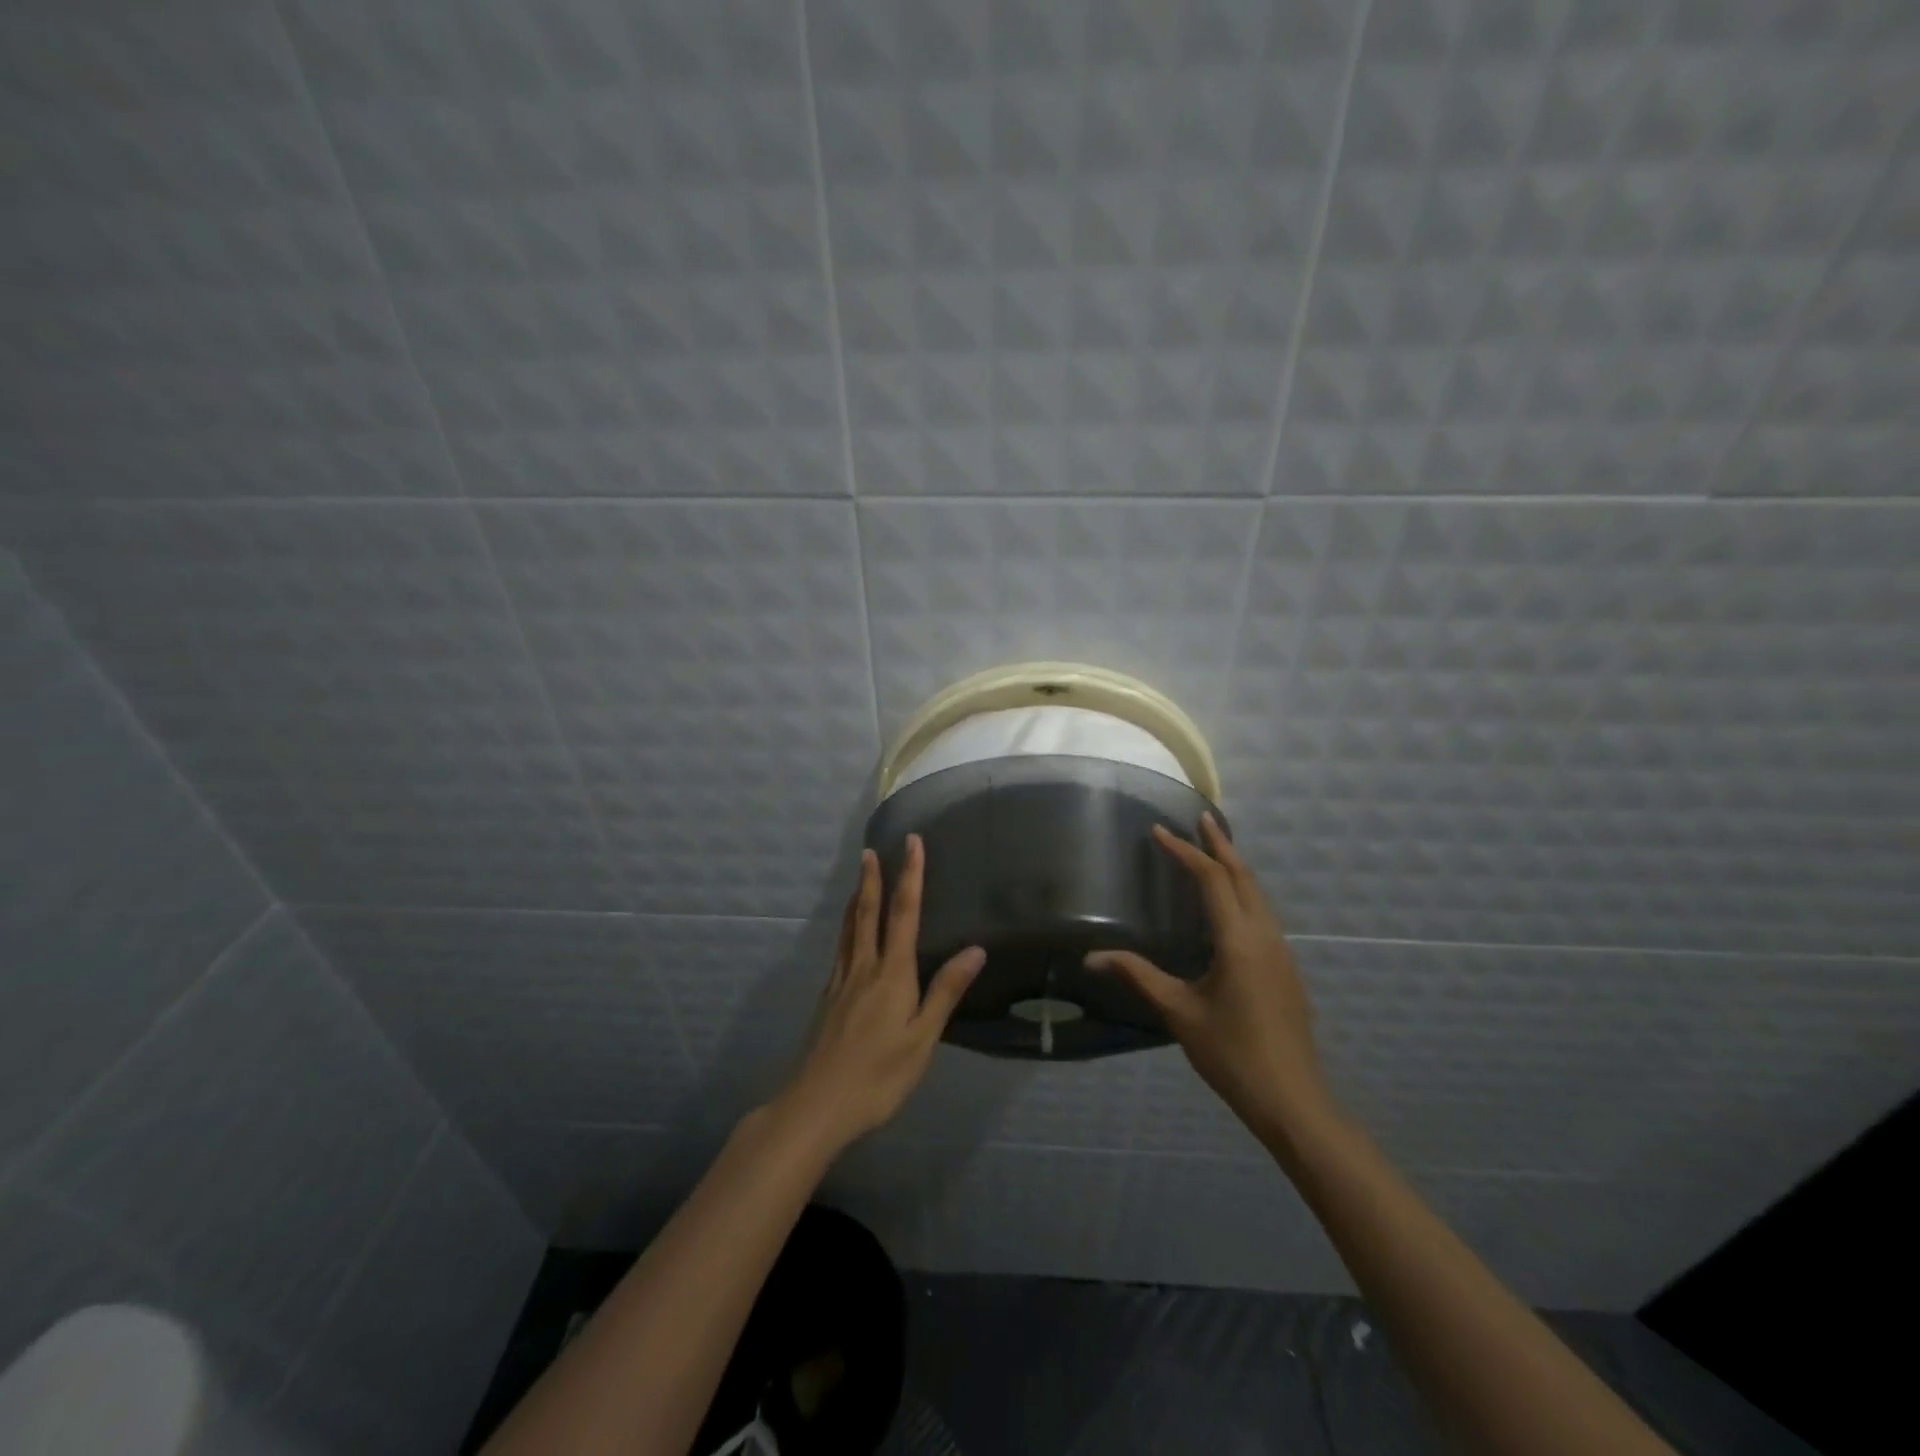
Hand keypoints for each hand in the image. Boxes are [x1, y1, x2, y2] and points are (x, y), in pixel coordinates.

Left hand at [778, 835, 984, 1153]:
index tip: (912, 843)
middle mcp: (864, 968)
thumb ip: (945, 992)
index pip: (904, 913)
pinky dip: (846, 931)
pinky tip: (848, 940)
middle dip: (873, 879)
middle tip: (871, 850)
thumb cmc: (879, 1076)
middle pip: (868, 913)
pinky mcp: (827, 1000)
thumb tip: (975, 949)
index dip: (910, 875)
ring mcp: (841, 983)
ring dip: (856, 900)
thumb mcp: (923, 1039)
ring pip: (848, 930)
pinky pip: (840, 952)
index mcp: (892, 974)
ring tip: (858, 880)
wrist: (817, 1105)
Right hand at [1086, 813, 1334, 1138]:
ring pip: (1259, 894)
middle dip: (1221, 845)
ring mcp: (1281, 952)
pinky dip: (1244, 891)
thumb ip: (1139, 976)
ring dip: (1235, 867)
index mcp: (1238, 940)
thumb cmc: (1232, 1054)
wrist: (1294, 1100)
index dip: (1184, 852)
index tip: (1159, 832)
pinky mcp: (1286, 969)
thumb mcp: (1179, 1013)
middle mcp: (1264, 936)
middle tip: (1200, 819)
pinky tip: (1230, 903)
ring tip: (1214, 850)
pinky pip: (1263, 913)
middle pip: (1244, 876)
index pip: (1211, 879)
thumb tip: (1093, 956)